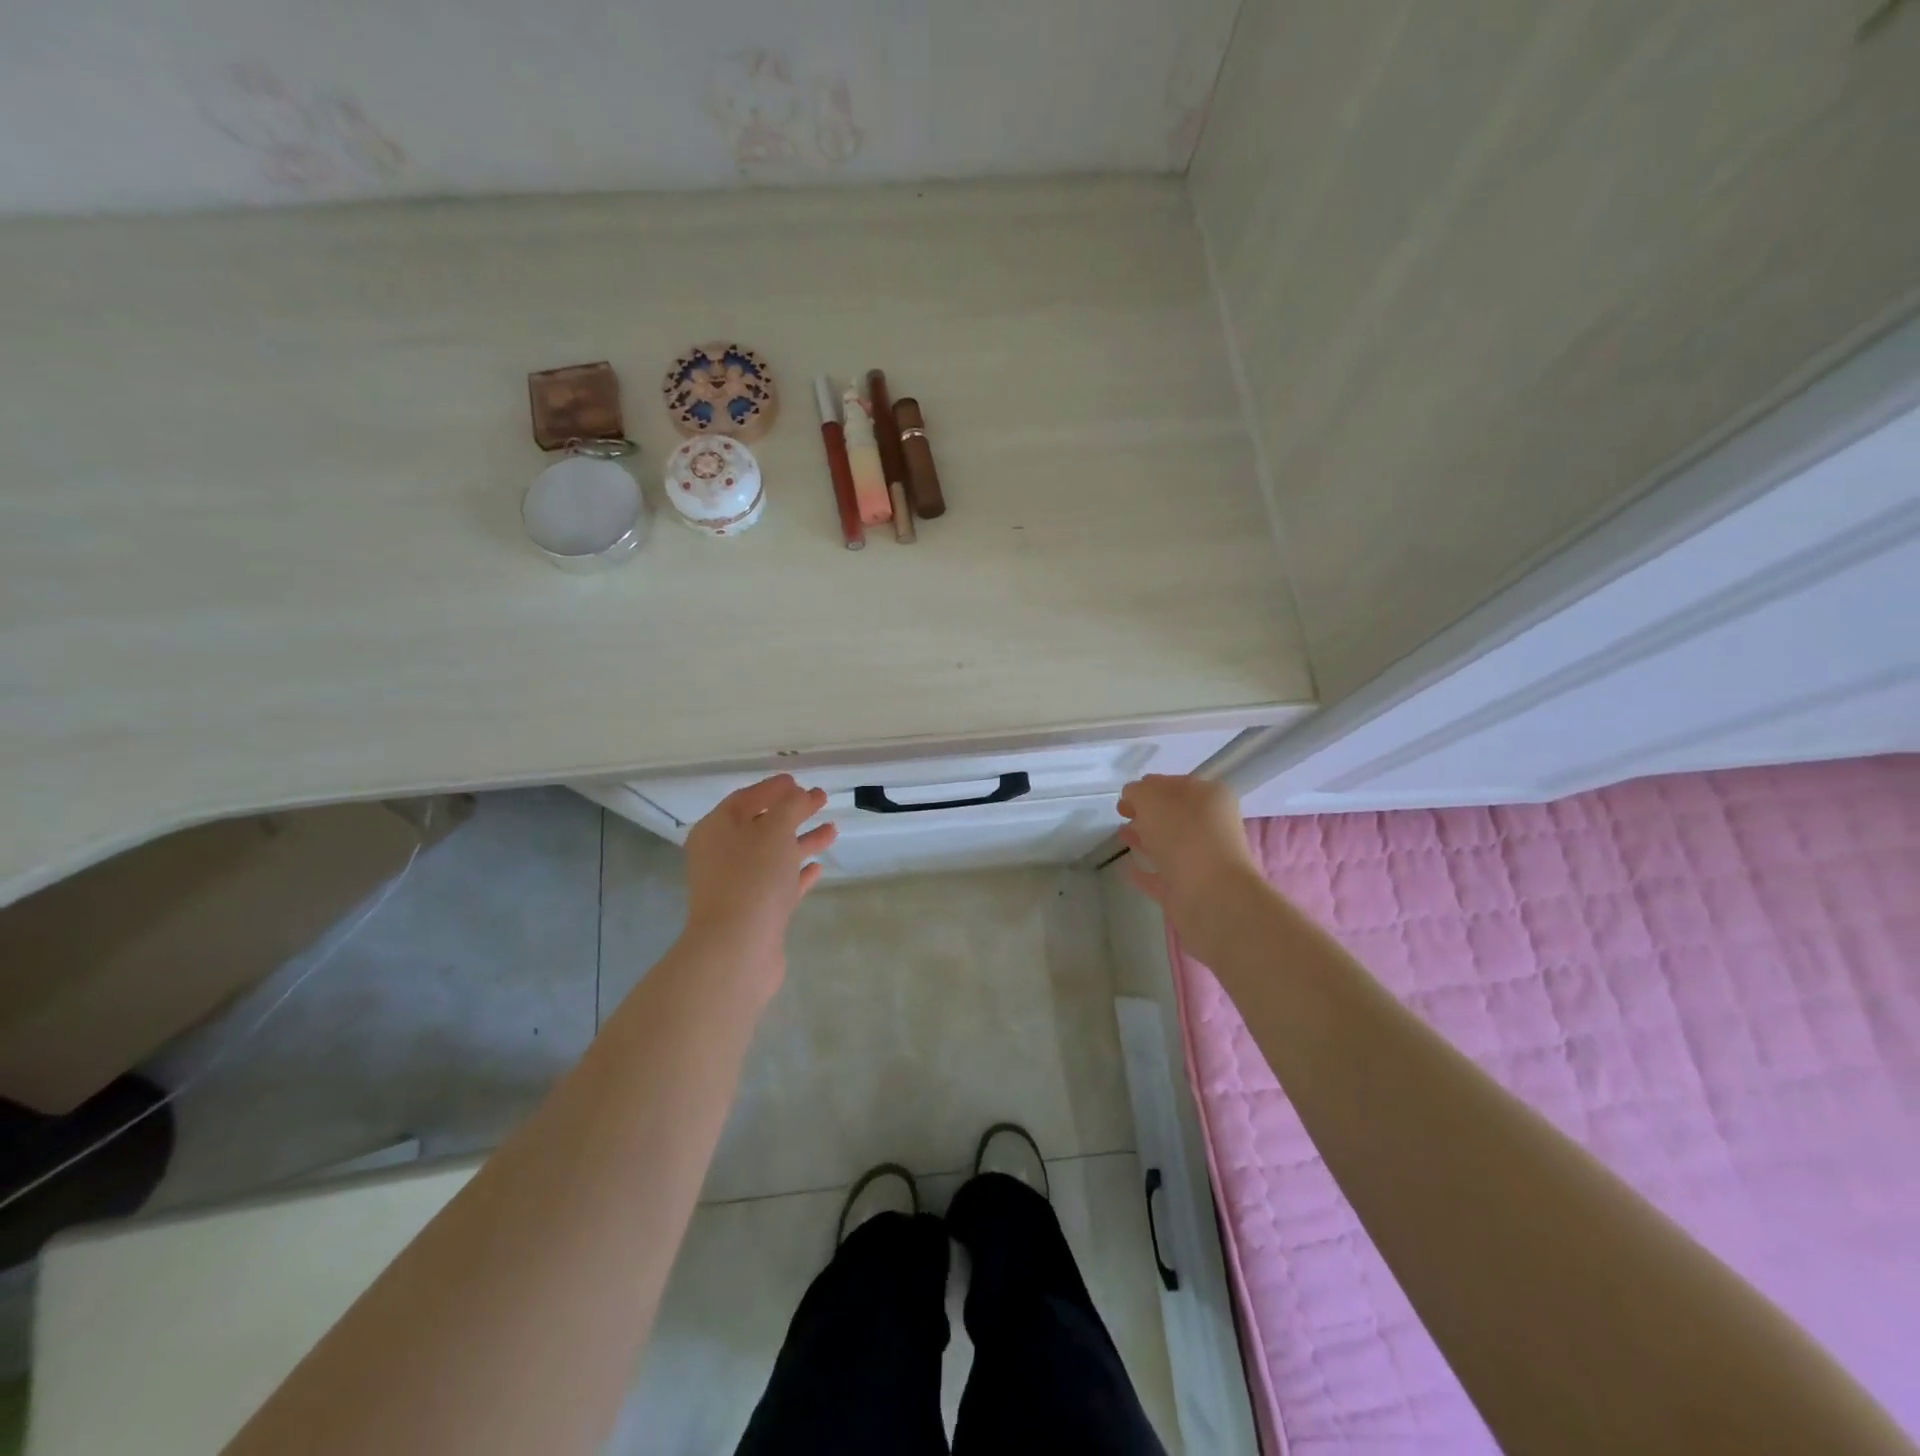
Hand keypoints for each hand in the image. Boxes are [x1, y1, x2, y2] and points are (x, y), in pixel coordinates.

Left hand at [682, 775, 836, 991]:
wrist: (738, 948)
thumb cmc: (753, 878)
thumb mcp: (775, 830)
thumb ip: (790, 807)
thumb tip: (799, 795)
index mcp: (717, 829)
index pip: (745, 798)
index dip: (772, 788)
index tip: (798, 781)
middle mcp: (722, 855)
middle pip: (761, 825)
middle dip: (792, 812)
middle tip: (821, 799)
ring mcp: (737, 885)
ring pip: (773, 855)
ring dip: (802, 841)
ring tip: (833, 830)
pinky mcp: (755, 912)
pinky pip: (779, 884)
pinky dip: (798, 873)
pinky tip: (817, 868)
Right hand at [1115, 775, 1262, 956]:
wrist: (1211, 896)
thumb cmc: (1184, 834)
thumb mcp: (1152, 798)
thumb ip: (1138, 792)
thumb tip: (1133, 797)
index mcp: (1210, 797)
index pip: (1176, 785)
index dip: (1149, 787)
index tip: (1125, 795)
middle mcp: (1210, 826)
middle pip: (1174, 815)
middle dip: (1147, 812)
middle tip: (1122, 812)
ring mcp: (1201, 860)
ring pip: (1168, 844)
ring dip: (1145, 838)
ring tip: (1120, 835)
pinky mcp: (1189, 890)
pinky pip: (1161, 876)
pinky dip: (1144, 871)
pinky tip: (1125, 867)